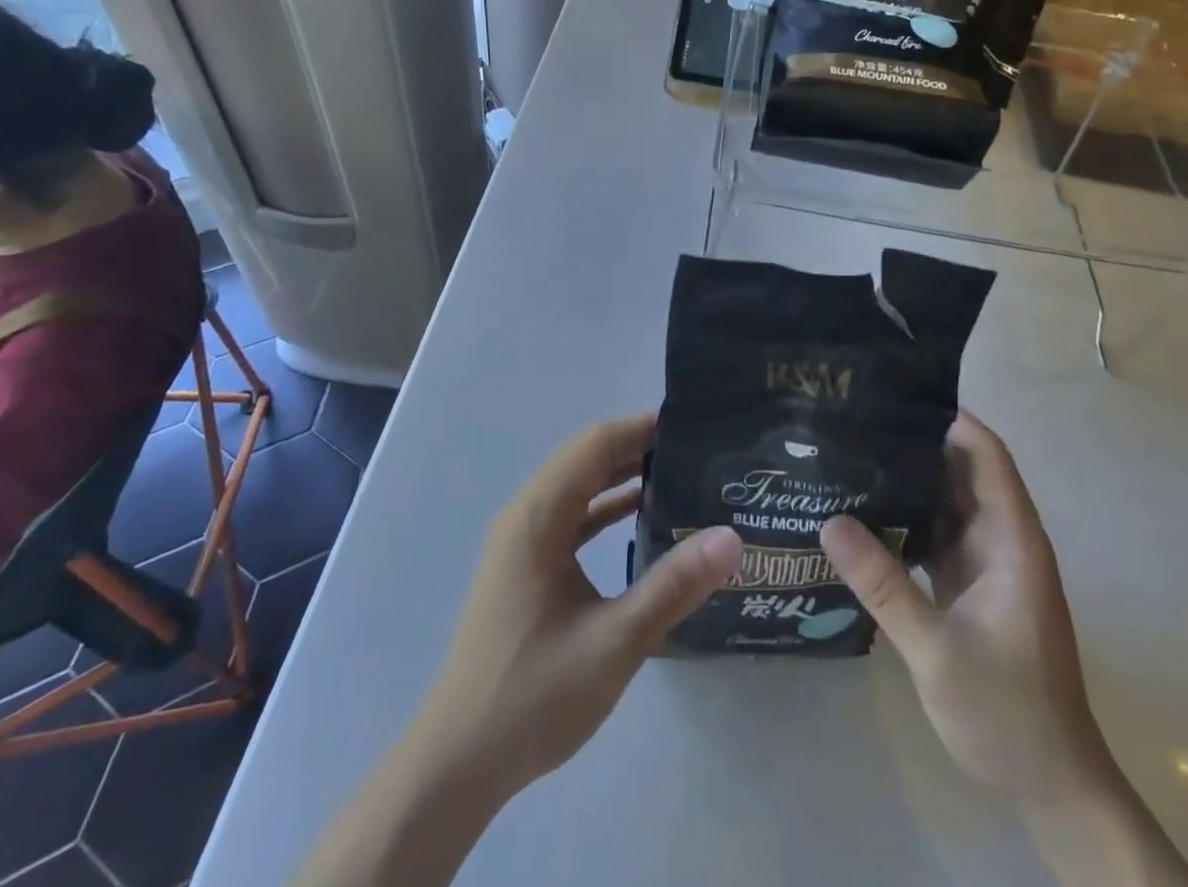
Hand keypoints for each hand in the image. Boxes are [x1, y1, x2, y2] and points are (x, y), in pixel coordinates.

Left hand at [406, 413, 742, 802]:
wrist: (457, 764)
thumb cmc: (533, 696)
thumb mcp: (614, 642)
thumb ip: (673, 586)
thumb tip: (730, 538)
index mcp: (538, 517)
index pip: (594, 445)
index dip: (640, 427)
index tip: (691, 423)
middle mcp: (525, 516)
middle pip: (585, 459)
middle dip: (636, 446)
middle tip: (695, 447)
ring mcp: (521, 542)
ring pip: (576, 487)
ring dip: (621, 475)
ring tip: (679, 472)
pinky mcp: (525, 567)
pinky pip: (570, 517)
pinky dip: (604, 508)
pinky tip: (641, 517)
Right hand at [821, 411, 1104, 799]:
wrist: (1051, 783)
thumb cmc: (1007, 711)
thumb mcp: (937, 649)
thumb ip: (884, 585)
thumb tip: (829, 521)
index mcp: (1012, 540)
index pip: (988, 456)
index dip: (952, 419)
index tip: (898, 394)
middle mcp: (1002, 540)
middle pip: (963, 471)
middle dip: (918, 441)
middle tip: (858, 419)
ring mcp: (987, 564)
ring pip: (947, 502)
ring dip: (909, 479)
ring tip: (853, 452)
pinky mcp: (971, 586)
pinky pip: (937, 534)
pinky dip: (907, 517)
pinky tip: (865, 511)